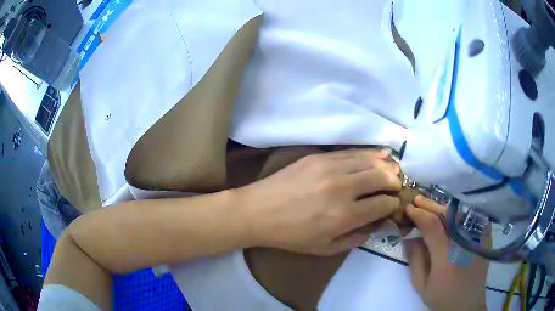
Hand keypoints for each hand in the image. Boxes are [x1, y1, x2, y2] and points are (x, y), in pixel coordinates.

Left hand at [236, 149, 400, 255]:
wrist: (258, 211)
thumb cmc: (290, 235)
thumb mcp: (323, 249)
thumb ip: (354, 239)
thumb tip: (375, 226)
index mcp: (344, 216)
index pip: (382, 204)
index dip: (392, 204)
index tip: (393, 204)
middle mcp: (342, 188)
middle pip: (381, 177)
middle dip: (395, 181)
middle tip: (396, 186)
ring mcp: (330, 168)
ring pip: (370, 160)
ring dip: (386, 165)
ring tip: (393, 169)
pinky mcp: (319, 157)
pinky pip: (352, 152)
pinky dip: (370, 153)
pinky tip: (379, 154)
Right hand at [404, 196, 488, 310]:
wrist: (467, 303)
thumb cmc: (442, 298)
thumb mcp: (421, 286)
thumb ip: (415, 260)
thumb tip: (409, 236)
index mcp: (447, 259)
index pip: (433, 227)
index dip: (420, 215)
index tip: (409, 209)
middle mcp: (464, 244)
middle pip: (447, 215)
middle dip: (430, 205)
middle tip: (417, 200)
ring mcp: (477, 238)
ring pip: (459, 213)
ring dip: (443, 207)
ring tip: (430, 204)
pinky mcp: (484, 236)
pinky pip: (470, 216)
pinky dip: (458, 211)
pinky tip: (449, 212)